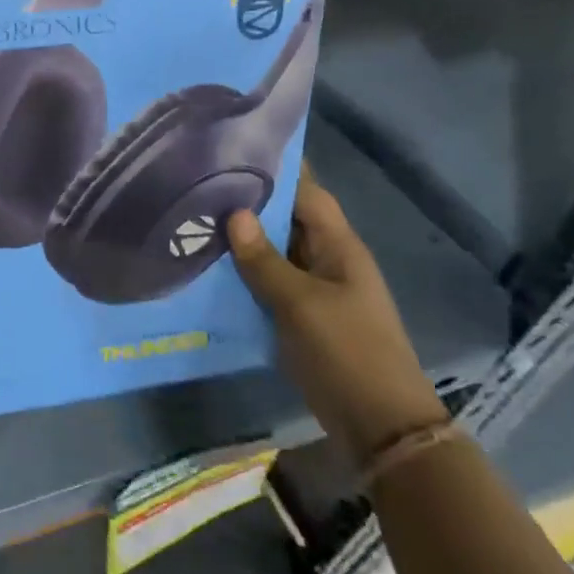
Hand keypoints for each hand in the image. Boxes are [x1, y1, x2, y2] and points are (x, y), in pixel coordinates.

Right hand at [227, 168, 447, 466]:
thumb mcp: (301, 304)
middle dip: (249, 203)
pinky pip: (269, 283)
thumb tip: (234, 213)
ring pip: (274, 252)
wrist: (380, 426)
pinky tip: (208, 268)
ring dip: (242, 240)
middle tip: (199, 183)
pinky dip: (244, 273)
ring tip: (194, 218)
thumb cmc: (347, 352)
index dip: (279, 169)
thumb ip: (265, 260)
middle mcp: (327, 260)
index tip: (236, 148)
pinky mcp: (301, 316)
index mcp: (339, 247)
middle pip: (286, 220)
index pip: (308, 193)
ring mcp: (315, 290)